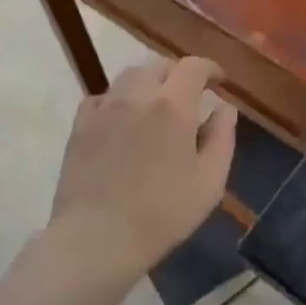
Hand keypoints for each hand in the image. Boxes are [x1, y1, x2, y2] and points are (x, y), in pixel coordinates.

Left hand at [47, 56, 237, 289]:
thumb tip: (225, 107)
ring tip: (155, 106)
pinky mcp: (81, 124)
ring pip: (129, 76)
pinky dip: (119, 100)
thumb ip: (222, 137)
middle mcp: (137, 95)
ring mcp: (104, 107)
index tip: (218, 81)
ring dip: (148, 83)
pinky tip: (123, 121)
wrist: (96, 238)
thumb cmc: (162, 214)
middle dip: (179, 75)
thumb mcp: (209, 182)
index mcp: (173, 105)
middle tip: (189, 97)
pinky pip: (102, 97)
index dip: (210, 68)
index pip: (194, 66)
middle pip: (159, 65)